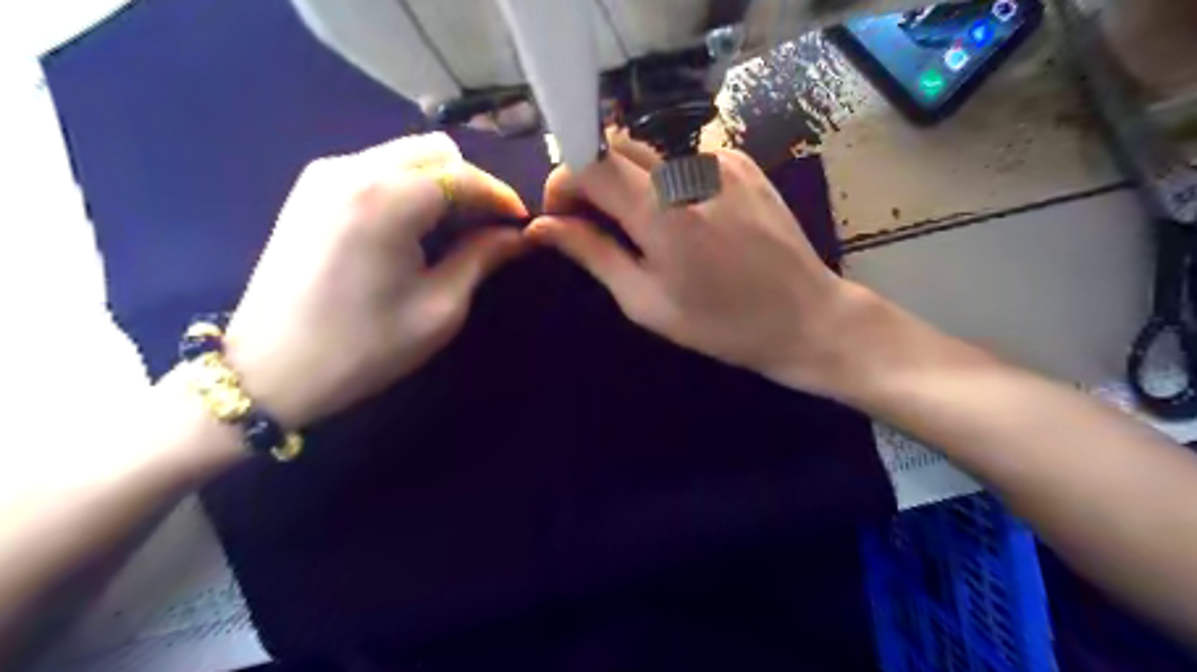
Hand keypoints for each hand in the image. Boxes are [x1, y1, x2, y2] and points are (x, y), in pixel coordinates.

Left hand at [223, 132, 524, 428]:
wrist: (269, 371)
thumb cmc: (364, 348)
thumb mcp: (440, 308)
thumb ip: (482, 258)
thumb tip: (517, 236)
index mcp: (387, 198)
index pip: (465, 176)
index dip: (502, 197)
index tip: (523, 225)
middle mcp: (353, 168)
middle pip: (437, 152)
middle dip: (472, 185)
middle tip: (488, 229)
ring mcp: (325, 173)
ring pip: (407, 154)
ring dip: (442, 184)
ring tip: (454, 230)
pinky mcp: (310, 188)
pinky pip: (378, 167)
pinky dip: (409, 187)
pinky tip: (413, 228)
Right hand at [526, 139, 875, 397]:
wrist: (806, 316)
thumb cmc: (721, 324)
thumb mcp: (646, 301)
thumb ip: (592, 254)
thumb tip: (543, 227)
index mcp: (661, 210)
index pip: (588, 161)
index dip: (562, 183)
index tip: (561, 218)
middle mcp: (688, 168)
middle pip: (614, 144)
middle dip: (589, 176)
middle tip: (592, 222)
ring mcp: (720, 158)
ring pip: (647, 147)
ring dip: (625, 177)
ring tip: (636, 224)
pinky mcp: (742, 161)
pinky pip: (681, 156)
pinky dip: (662, 178)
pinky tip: (679, 217)